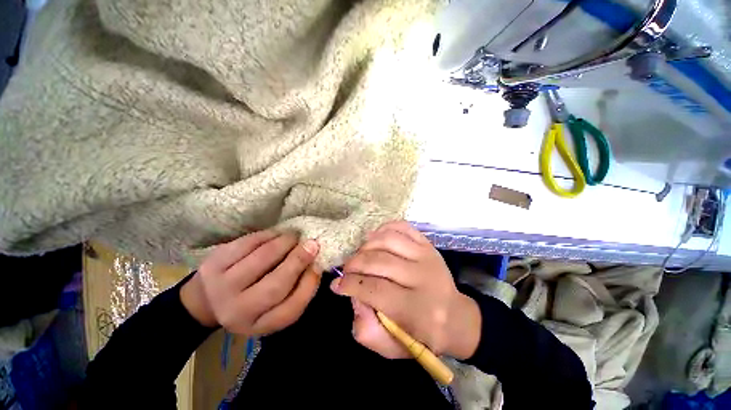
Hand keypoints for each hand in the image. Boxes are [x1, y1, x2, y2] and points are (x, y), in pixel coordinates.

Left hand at [180, 231, 321, 334]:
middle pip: (275, 286)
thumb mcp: (272, 306)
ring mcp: (222, 287)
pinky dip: (268, 235)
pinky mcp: (213, 264)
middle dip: (298, 260)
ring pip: (262, 259)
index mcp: (258, 325)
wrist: (207, 298)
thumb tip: (315, 262)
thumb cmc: (251, 300)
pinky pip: (248, 244)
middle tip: (312, 244)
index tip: (318, 266)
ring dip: (284, 243)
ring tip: (295, 236)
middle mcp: (238, 312)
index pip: (290, 310)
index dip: (309, 285)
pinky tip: (277, 234)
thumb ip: (294, 289)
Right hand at [331, 221, 480, 359]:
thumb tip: (353, 298)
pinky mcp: (428, 244)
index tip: (337, 285)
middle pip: (379, 261)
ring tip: (359, 255)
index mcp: (416, 309)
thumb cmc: (422, 334)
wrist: (455, 316)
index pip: (375, 289)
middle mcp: (423, 277)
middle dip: (354, 264)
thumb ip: (367, 330)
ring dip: (367, 245)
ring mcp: (427, 255)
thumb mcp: (392, 347)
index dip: (350, 284)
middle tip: (346, 270)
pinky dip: (384, 229)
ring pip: (388, 240)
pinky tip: (375, 239)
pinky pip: (402, 227)